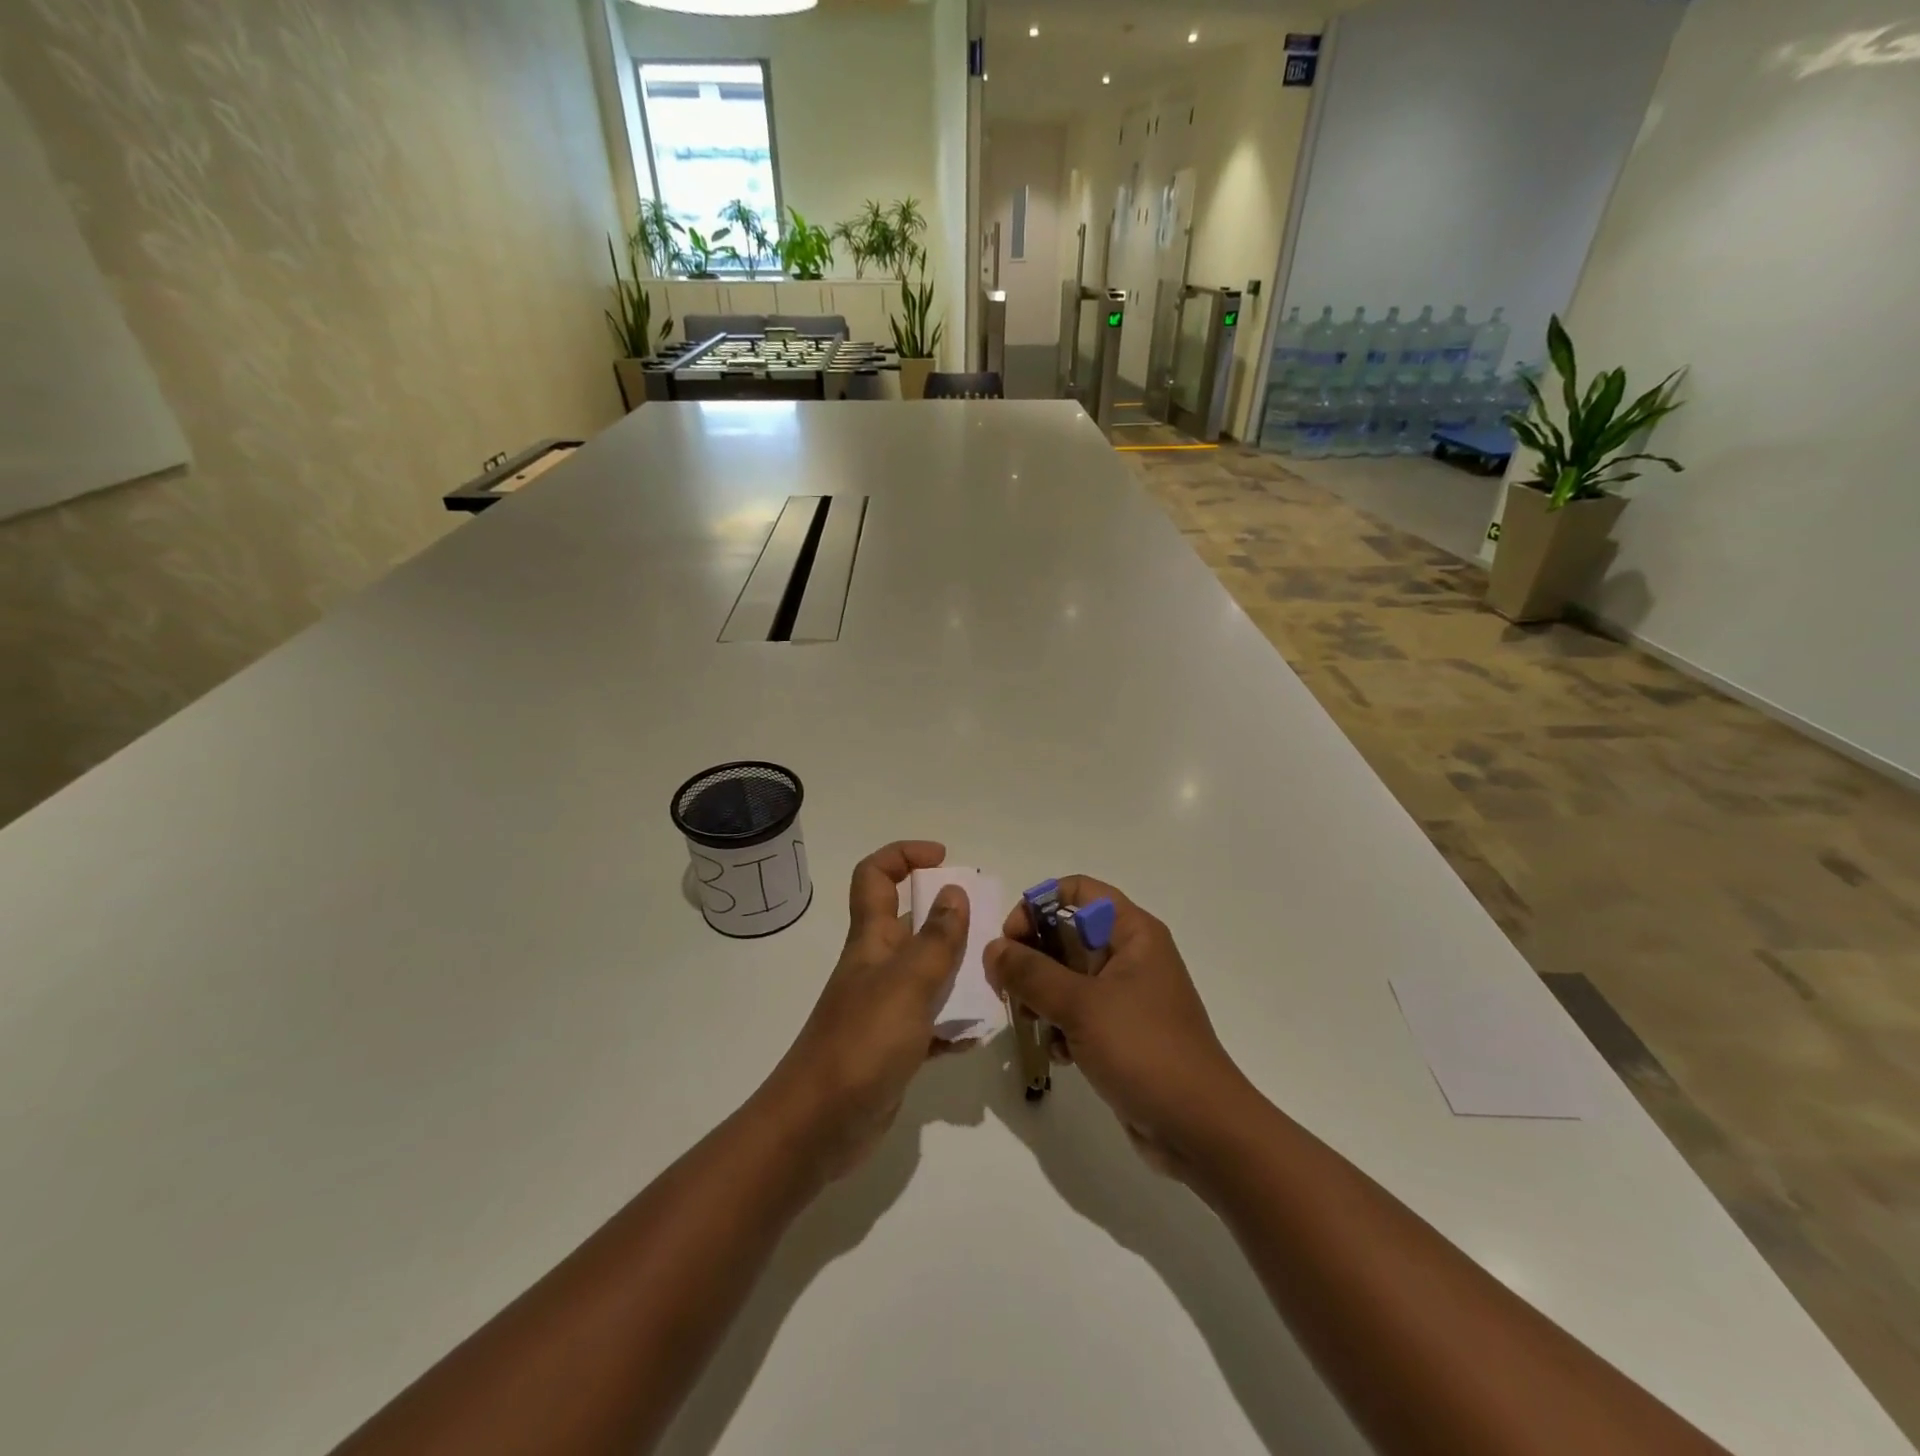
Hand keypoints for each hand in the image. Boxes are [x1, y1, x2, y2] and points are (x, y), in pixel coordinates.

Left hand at [764, 841, 971, 1183]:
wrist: (818, 1126)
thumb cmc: (862, 1044)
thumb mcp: (907, 984)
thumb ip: (936, 940)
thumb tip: (954, 892)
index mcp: (872, 939)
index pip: (876, 876)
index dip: (905, 855)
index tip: (945, 860)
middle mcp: (877, 965)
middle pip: (912, 922)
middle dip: (950, 916)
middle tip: (990, 927)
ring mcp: (885, 1007)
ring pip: (928, 973)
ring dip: (960, 973)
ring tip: (996, 982)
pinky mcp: (895, 1046)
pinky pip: (932, 1023)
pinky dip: (954, 1025)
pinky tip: (976, 1036)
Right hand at [987, 877, 1249, 1178]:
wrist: (1200, 1130)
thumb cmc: (1144, 1050)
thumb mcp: (1081, 1006)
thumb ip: (1031, 973)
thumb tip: (993, 949)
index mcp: (1133, 933)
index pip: (1078, 892)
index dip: (1039, 905)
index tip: (1011, 939)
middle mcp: (1130, 956)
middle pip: (1067, 934)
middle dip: (1032, 958)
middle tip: (1005, 987)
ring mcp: (1126, 996)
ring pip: (1067, 977)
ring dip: (1041, 996)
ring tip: (1029, 1022)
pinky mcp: (1121, 1033)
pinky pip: (1078, 1014)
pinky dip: (1061, 1027)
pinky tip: (1058, 1054)